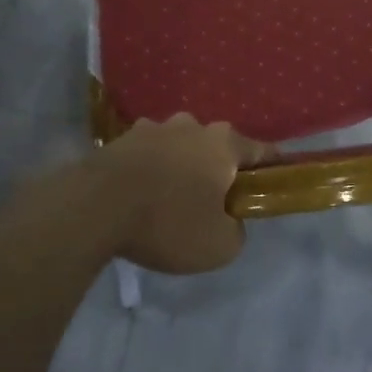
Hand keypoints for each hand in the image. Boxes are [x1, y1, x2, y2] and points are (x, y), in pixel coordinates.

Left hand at [80, 115, 270, 273]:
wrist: (95, 206)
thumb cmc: (168, 222)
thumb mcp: (219, 246)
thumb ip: (237, 231)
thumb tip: (230, 220)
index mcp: (224, 144)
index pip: (262, 150)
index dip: (273, 167)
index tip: (275, 182)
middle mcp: (193, 126)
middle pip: (218, 146)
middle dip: (220, 169)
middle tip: (215, 201)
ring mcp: (155, 128)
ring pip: (181, 147)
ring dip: (183, 167)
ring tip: (172, 199)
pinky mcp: (123, 138)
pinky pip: (149, 154)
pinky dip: (152, 170)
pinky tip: (142, 195)